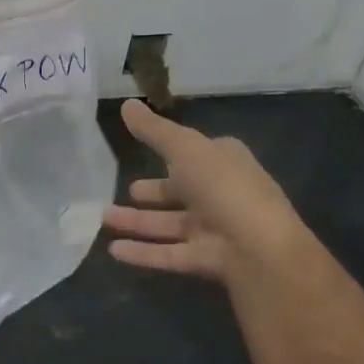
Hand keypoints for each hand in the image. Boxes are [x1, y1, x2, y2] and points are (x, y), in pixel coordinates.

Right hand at [104, 99, 312, 291]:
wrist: (261, 250)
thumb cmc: (224, 187)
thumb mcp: (184, 148)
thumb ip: (153, 130)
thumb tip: (126, 102)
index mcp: (225, 162)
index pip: (196, 152)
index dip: (173, 150)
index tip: (144, 149)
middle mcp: (222, 194)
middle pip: (182, 191)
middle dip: (154, 192)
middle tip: (126, 189)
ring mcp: (215, 229)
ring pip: (169, 224)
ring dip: (137, 222)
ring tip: (103, 218)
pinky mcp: (206, 260)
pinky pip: (168, 254)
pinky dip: (142, 252)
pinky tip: (113, 250)